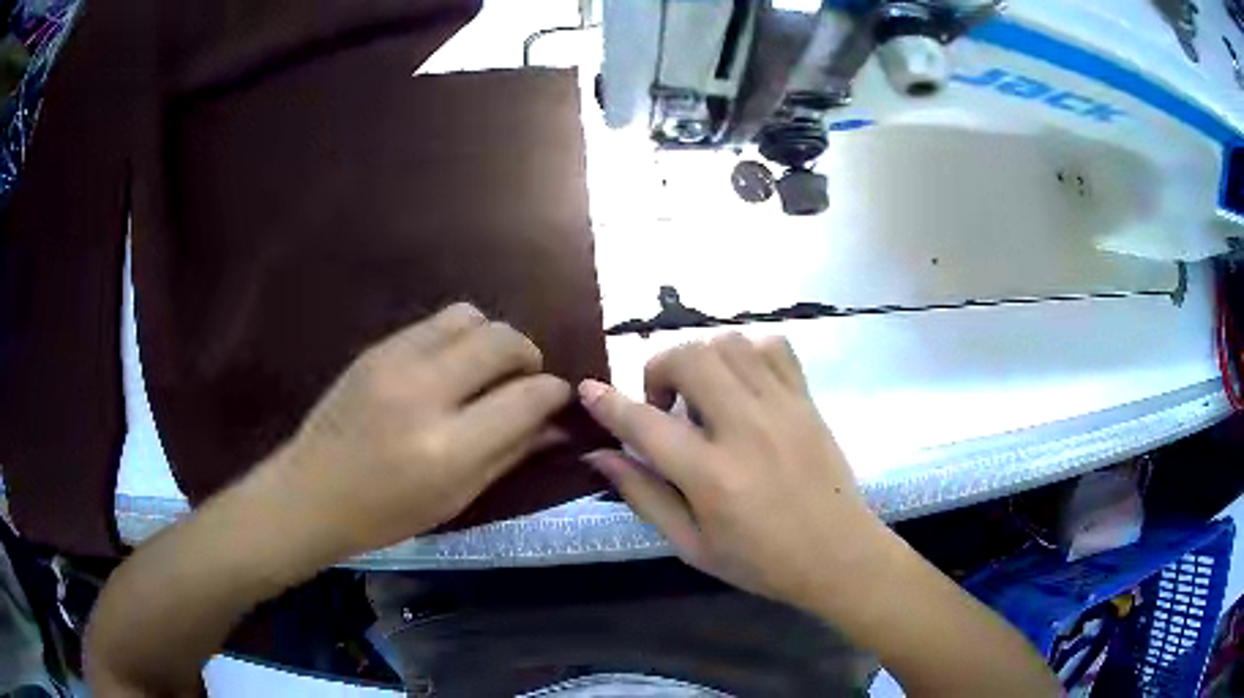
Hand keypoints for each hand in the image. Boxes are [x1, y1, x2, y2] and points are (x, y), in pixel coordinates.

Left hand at [256, 303, 571, 559]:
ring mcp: (395, 361)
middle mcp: (424, 392)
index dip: (553, 393)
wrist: (310, 492)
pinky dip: (457, 337)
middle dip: (528, 355)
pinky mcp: (376, 348)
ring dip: (491, 338)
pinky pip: (434, 322)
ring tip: (486, 369)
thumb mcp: (455, 498)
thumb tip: (555, 425)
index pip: (525, 398)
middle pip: (502, 341)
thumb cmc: (385, 514)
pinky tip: (449, 367)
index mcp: (448, 447)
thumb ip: (509, 455)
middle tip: (524, 380)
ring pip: (469, 316)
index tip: (558, 398)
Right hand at [579, 334, 889, 611]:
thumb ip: (644, 496)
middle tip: (663, 405)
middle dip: (659, 369)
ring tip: (703, 394)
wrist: (838, 555)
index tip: (588, 389)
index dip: (608, 403)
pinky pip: (774, 347)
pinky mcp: (807, 400)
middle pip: (690, 359)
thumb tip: (599, 456)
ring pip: (729, 344)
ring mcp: (782, 408)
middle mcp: (746, 429)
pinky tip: (742, 384)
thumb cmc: (761, 561)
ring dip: (701, 359)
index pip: (645, 423)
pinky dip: (747, 353)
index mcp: (712, 476)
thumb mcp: (692, 545)